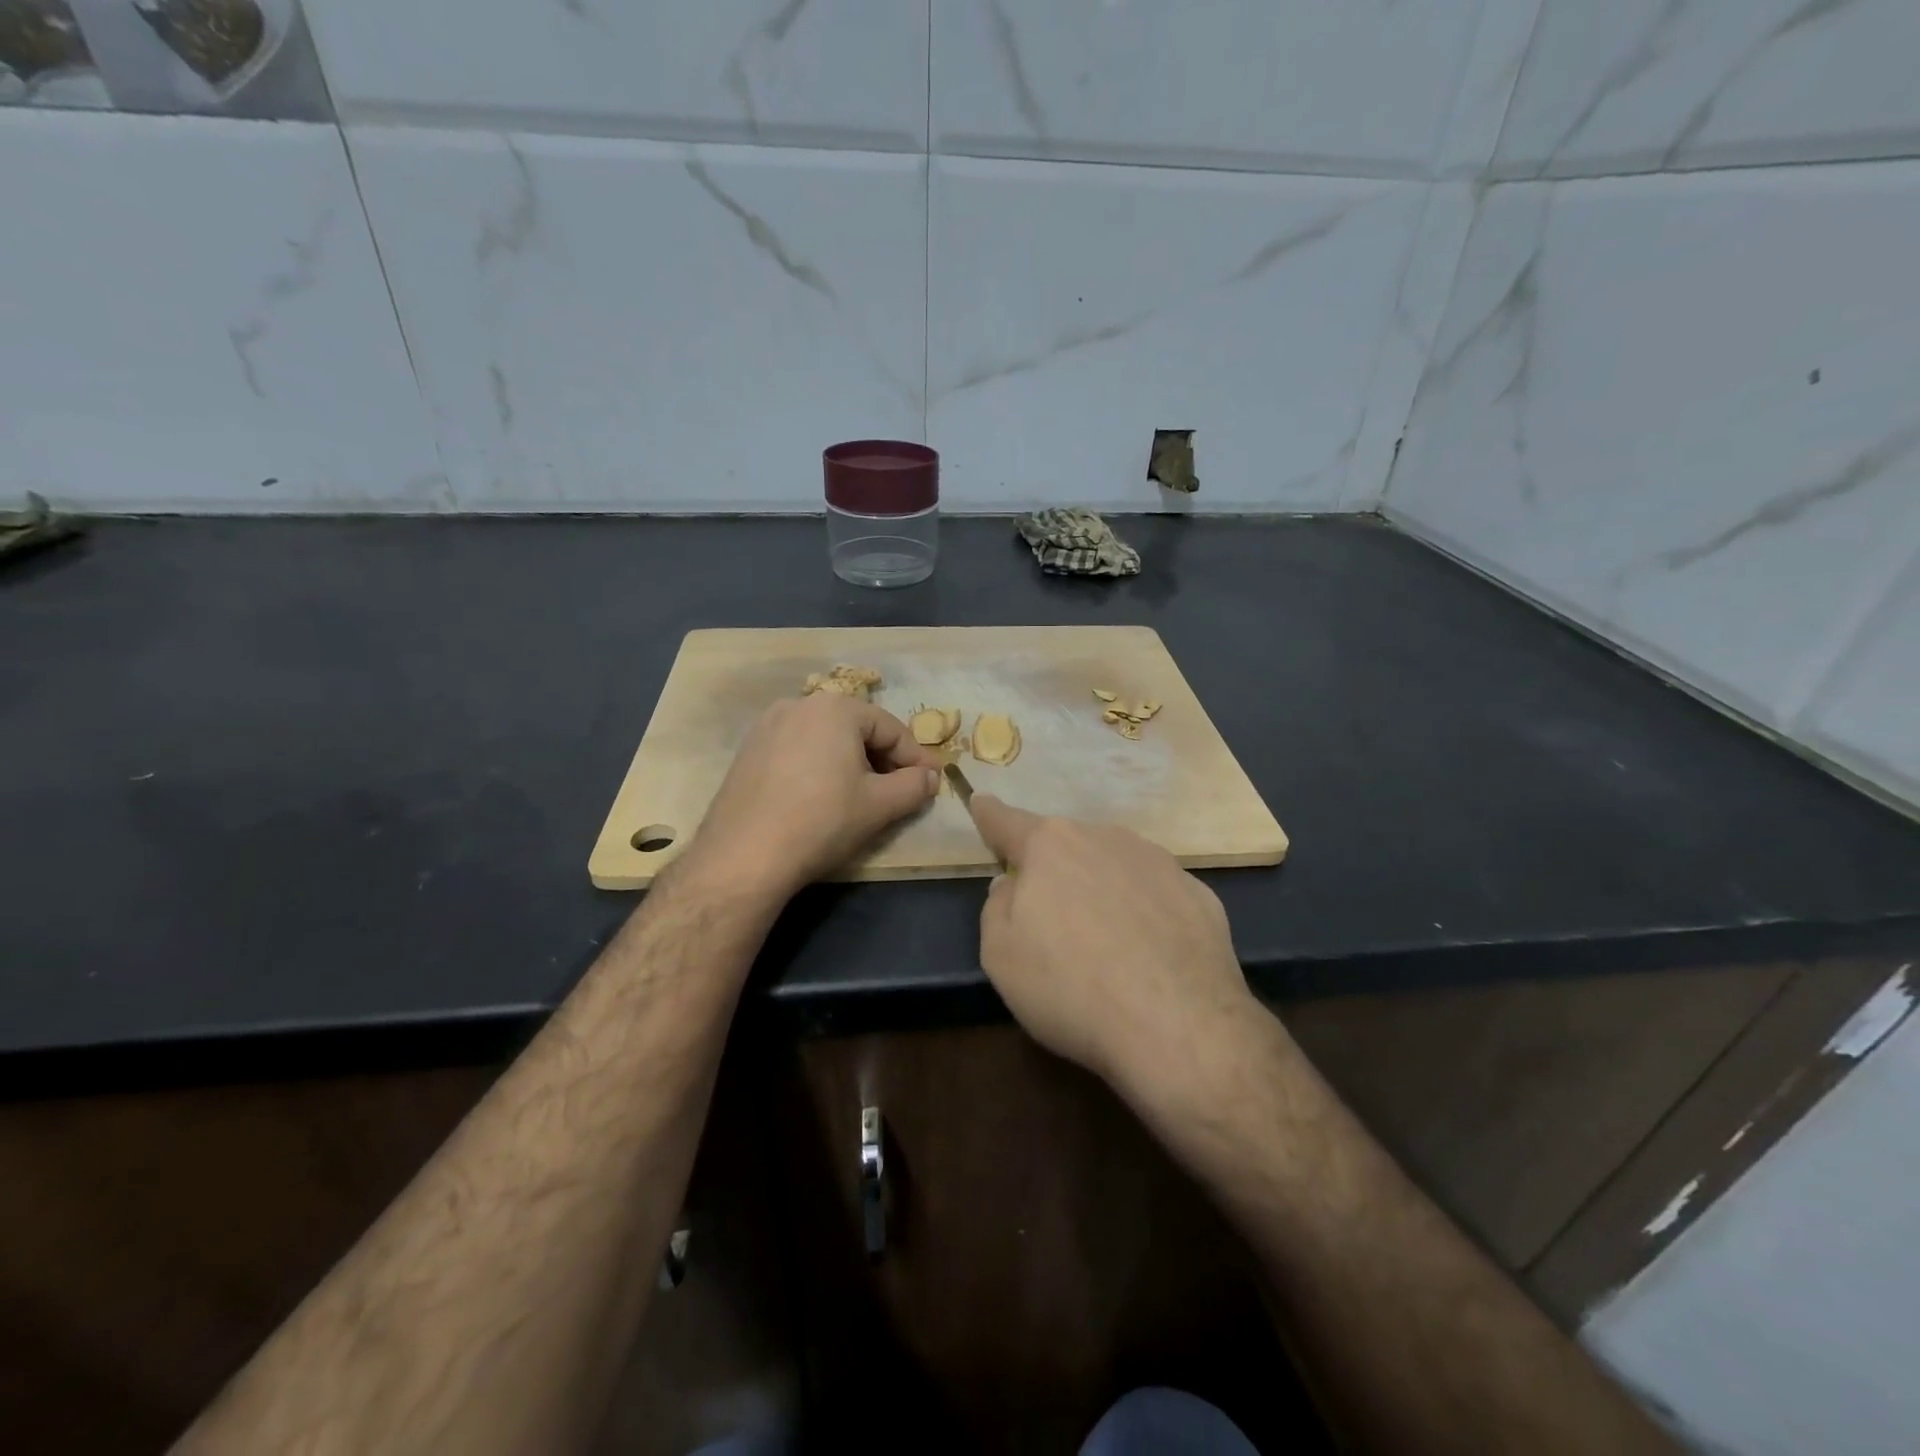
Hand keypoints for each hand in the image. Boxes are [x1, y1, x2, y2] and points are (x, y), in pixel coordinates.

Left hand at [683, 693, 940, 901]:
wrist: (744, 856)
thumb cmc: (822, 821)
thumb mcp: (879, 806)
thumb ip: (914, 786)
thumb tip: (931, 777)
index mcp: (835, 708)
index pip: (890, 728)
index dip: (915, 758)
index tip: (931, 782)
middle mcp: (799, 705)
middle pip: (856, 729)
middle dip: (882, 759)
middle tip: (898, 791)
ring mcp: (767, 726)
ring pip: (825, 740)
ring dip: (850, 763)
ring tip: (861, 796)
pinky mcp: (748, 751)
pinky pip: (797, 751)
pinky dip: (818, 768)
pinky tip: (821, 798)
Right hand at [968, 797, 1261, 1101]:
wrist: (1180, 1028)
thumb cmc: (1071, 988)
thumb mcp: (1001, 956)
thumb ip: (997, 909)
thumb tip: (1011, 887)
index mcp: (1050, 846)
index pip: (1007, 822)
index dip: (990, 815)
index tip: (981, 802)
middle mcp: (1104, 838)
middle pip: (1065, 845)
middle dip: (1052, 868)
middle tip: (1050, 917)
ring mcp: (1158, 862)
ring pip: (1113, 865)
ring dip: (1100, 888)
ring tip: (1104, 943)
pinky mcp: (1198, 893)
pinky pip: (1155, 895)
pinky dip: (1144, 913)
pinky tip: (1148, 954)